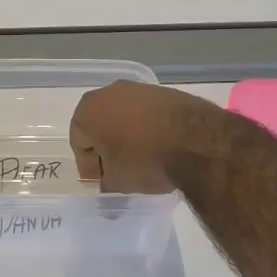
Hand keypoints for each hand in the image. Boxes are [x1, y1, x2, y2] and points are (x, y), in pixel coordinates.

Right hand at [69, 80, 221, 193]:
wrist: (196, 141)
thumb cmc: (144, 159)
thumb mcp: (118, 182)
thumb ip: (106, 184)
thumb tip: (108, 187)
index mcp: (89, 109)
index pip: (79, 142)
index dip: (89, 167)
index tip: (102, 183)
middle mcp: (110, 92)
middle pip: (100, 125)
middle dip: (107, 149)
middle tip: (117, 172)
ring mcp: (139, 89)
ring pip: (125, 118)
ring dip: (128, 138)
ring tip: (142, 161)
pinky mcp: (165, 92)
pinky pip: (148, 114)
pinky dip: (149, 129)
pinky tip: (160, 148)